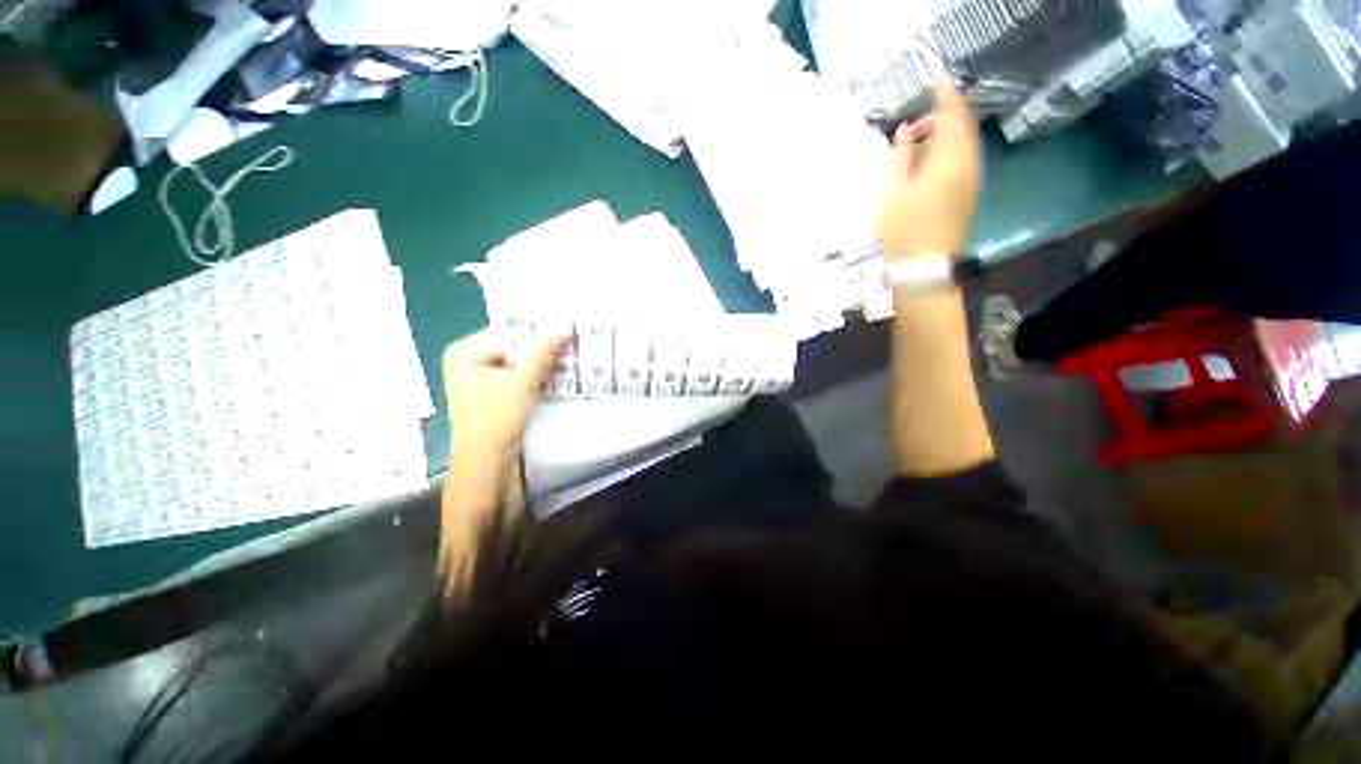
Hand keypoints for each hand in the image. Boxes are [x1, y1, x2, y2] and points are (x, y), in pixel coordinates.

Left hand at [443, 329, 570, 477]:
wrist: (485, 466)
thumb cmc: (496, 421)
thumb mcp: (522, 383)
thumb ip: (542, 353)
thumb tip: (565, 327)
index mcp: (464, 352)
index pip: (507, 332)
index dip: (538, 331)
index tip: (566, 329)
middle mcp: (468, 361)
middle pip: (512, 347)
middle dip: (541, 348)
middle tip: (572, 342)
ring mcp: (478, 379)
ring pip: (516, 363)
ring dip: (541, 363)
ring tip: (570, 356)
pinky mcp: (491, 394)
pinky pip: (516, 377)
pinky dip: (535, 376)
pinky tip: (557, 374)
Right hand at [875, 79, 981, 258]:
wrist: (925, 267)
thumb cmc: (903, 230)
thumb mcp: (893, 193)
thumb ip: (899, 158)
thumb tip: (903, 133)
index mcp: (947, 160)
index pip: (951, 116)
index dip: (945, 96)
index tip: (939, 79)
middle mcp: (966, 164)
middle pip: (962, 128)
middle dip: (941, 119)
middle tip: (913, 128)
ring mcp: (971, 180)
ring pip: (964, 145)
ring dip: (944, 137)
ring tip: (916, 146)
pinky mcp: (968, 194)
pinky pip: (963, 161)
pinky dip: (948, 152)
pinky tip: (928, 164)